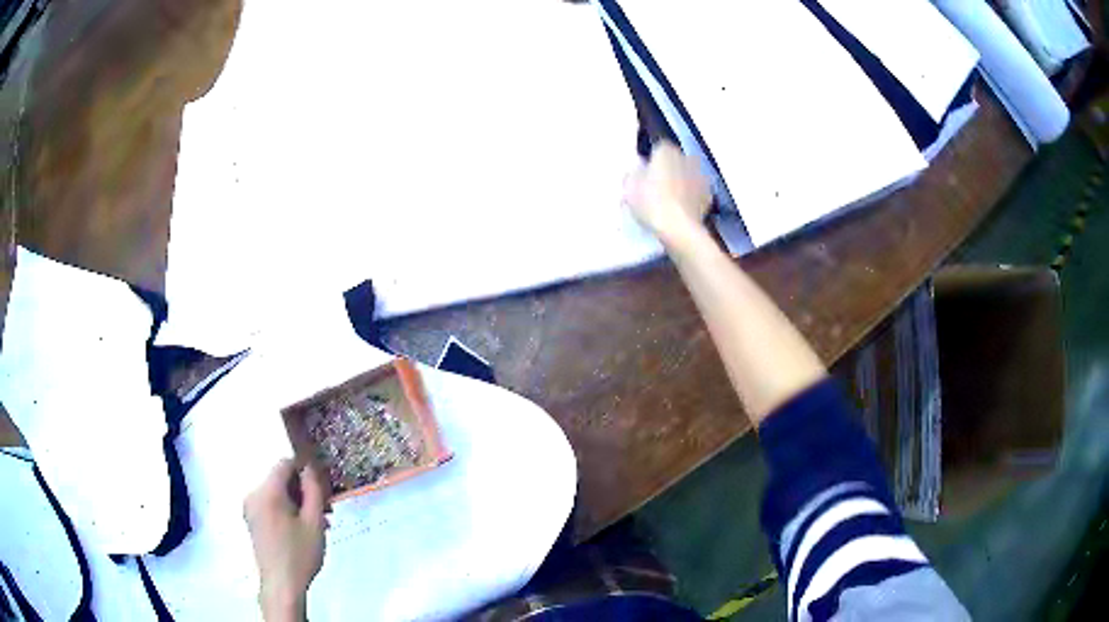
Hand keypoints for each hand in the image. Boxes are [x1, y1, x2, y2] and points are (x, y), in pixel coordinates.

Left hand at [244, 459, 327, 621]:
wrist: (282, 585)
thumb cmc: (300, 554)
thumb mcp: (314, 522)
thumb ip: (313, 490)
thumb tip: (310, 468)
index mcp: (267, 491)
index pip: (284, 464)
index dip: (304, 470)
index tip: (322, 486)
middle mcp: (253, 494)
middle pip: (280, 479)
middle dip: (303, 490)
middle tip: (325, 508)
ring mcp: (250, 508)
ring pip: (276, 494)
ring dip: (297, 502)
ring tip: (318, 522)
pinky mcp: (252, 521)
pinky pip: (270, 505)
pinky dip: (286, 510)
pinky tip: (302, 529)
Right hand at [624, 141, 712, 249]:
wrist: (679, 228)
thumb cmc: (651, 202)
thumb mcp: (629, 187)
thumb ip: (633, 174)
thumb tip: (638, 171)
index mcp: (666, 151)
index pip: (658, 147)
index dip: (651, 159)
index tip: (645, 172)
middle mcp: (686, 158)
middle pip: (675, 160)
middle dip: (668, 169)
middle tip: (655, 187)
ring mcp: (701, 176)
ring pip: (687, 175)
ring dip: (681, 182)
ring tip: (669, 201)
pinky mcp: (709, 195)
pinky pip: (696, 192)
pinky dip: (691, 197)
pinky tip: (681, 210)